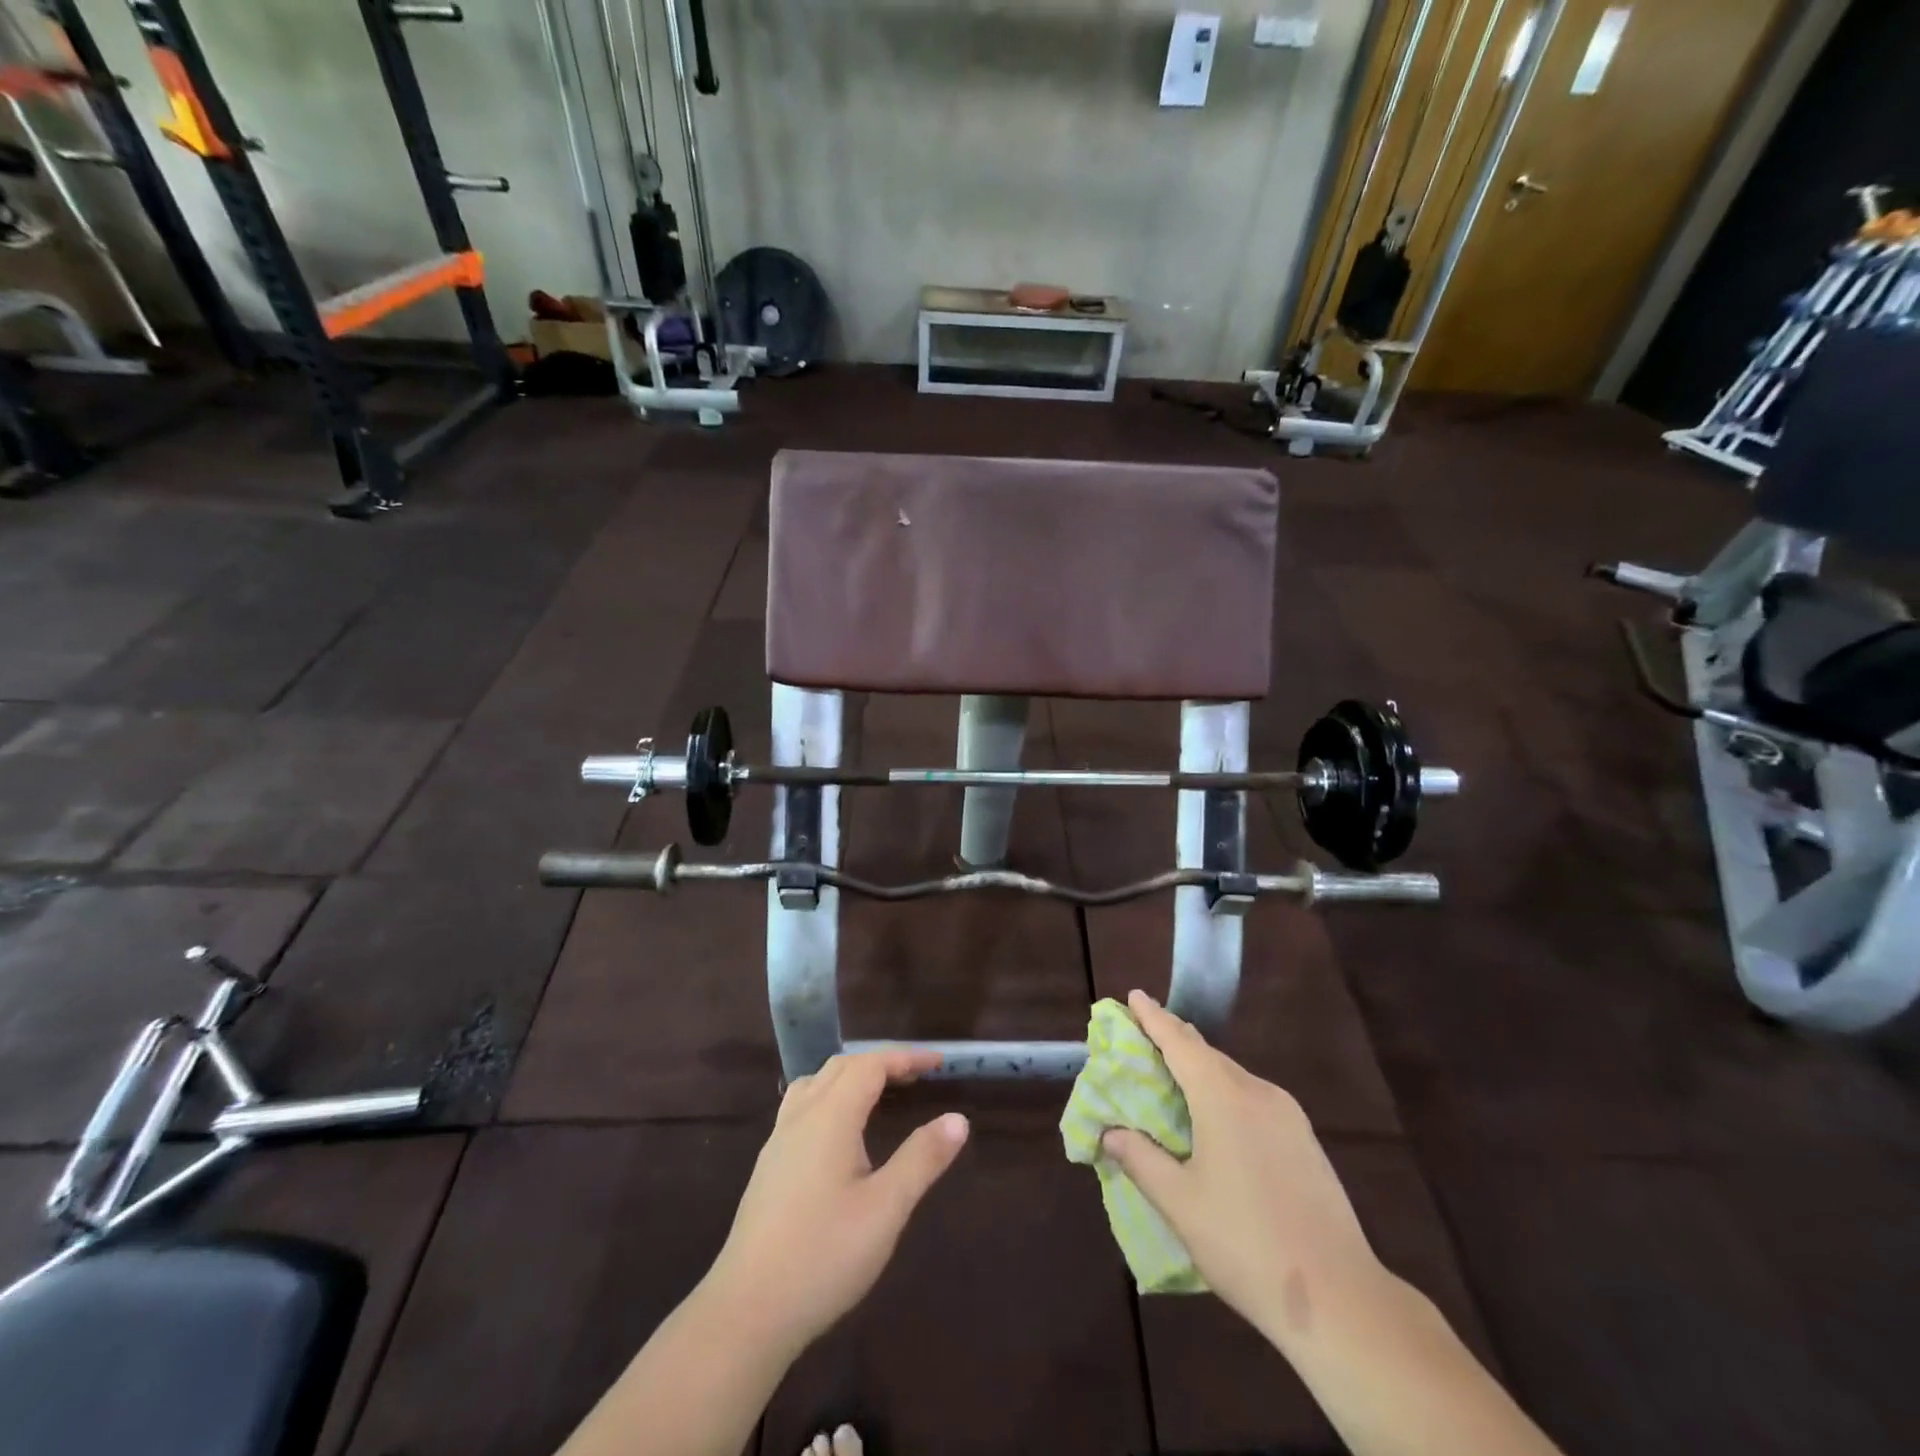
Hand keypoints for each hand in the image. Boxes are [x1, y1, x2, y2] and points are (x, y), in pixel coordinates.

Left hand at [705, 1050, 969, 1357]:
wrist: (746, 1312)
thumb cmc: (823, 1256)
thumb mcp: (885, 1209)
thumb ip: (922, 1159)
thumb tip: (958, 1119)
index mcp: (830, 1116)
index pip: (871, 1065)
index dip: (906, 1058)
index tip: (938, 1063)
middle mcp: (801, 1116)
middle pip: (842, 1067)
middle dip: (881, 1063)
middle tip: (917, 1077)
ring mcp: (779, 1141)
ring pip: (817, 1084)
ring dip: (852, 1077)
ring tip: (880, 1093)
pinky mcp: (769, 1166)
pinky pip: (802, 1107)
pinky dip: (831, 1097)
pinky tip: (840, 1133)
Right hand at [1100, 991, 1382, 1349]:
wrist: (1340, 1298)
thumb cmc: (1246, 1243)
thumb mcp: (1180, 1203)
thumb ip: (1141, 1160)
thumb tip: (1110, 1133)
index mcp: (1224, 1098)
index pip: (1180, 1043)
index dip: (1154, 1018)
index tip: (1134, 996)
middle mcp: (1258, 1093)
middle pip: (1208, 1055)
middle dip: (1175, 1042)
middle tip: (1145, 1038)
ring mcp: (1288, 1116)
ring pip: (1234, 1077)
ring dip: (1201, 1070)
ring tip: (1175, 1077)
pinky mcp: (1305, 1141)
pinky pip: (1254, 1098)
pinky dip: (1225, 1093)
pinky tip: (1217, 1119)